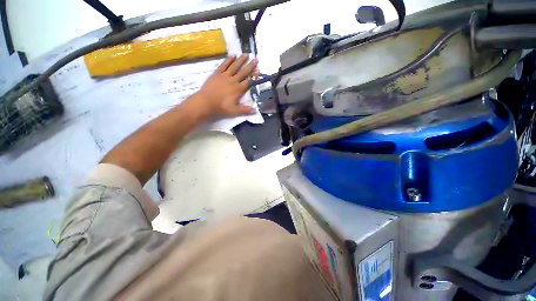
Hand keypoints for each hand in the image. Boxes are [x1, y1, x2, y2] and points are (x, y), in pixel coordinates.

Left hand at [192, 54, 257, 117]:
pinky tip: (233, 55)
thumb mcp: (234, 111)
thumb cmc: (221, 107)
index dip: (254, 76)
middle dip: (250, 66)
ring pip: (234, 66)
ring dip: (241, 60)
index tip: (258, 70)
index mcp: (238, 90)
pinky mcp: (217, 73)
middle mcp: (233, 81)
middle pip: (243, 72)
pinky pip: (224, 65)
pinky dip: (228, 60)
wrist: (206, 102)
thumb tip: (255, 111)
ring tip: (246, 54)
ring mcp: (225, 76)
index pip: (248, 81)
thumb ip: (245, 110)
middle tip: (255, 58)